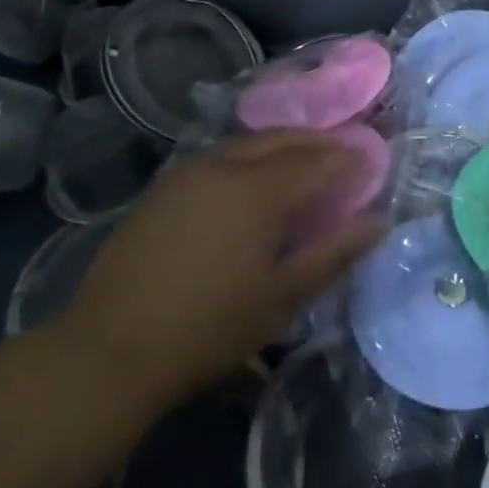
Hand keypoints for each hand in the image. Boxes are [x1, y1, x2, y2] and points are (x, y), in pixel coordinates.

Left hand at [59, 131, 383, 411]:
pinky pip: (220, 159)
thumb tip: (378, 223)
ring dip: (282, 147)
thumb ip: (334, 254)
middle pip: (282, 139)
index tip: (372, 164)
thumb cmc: (209, 326)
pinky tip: (251, 185)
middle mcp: (226, 165)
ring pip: (248, 144)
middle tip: (341, 156)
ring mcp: (188, 172)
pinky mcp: (163, 188)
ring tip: (302, 166)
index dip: (348, 160)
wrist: (111, 348)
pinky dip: (249, 159)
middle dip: (317, 143)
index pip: (317, 161)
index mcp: (259, 188)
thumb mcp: (282, 297)